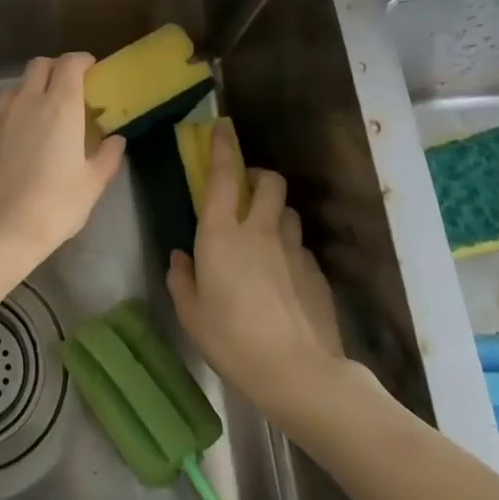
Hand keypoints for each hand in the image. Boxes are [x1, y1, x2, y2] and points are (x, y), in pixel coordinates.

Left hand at [0, 53, 126, 264]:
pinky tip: (13, 147)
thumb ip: (106, 157)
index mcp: (59, 106)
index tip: (90, 70)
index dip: (81, 61)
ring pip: (14, 90)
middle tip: (66, 89)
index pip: (70, 64)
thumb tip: (116, 141)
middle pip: (39, 66)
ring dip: (29, 93)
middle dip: (55, 69)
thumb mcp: (92, 185)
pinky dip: (8, 121)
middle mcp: (26, 102)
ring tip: (38, 118)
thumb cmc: (54, 206)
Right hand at [168, 124, 345, 413]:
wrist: (298, 372)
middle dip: (259, 176)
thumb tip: (182, 258)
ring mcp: (293, 249)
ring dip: (276, 212)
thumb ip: (182, 279)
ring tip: (265, 235)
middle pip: (269, 181)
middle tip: (246, 192)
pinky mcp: (316, 271)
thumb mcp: (190, 314)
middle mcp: (259, 230)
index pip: (224, 176)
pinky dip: (289, 248)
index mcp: (221, 234)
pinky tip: (283, 277)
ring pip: (289, 211)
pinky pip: (301, 245)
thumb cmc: (232, 340)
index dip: (222, 147)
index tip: (221, 127)